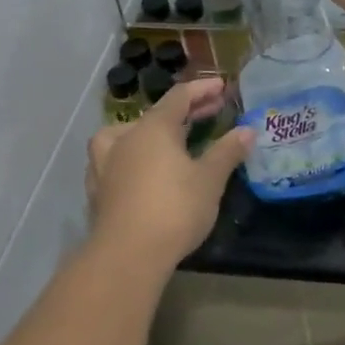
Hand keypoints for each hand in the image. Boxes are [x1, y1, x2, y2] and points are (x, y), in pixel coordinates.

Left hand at [86, 78, 252, 274]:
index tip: (222, 87)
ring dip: (150, 131)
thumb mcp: (210, 180)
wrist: (126, 257)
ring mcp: (106, 164)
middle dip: (187, 111)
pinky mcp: (97, 190)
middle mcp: (127, 137)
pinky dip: (130, 156)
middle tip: (212, 111)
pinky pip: (114, 160)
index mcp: (155, 127)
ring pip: (127, 134)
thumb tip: (247, 130)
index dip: (203, 89)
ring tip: (165, 139)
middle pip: (157, 114)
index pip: (180, 96)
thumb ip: (227, 152)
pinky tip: (136, 170)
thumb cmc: (174, 210)